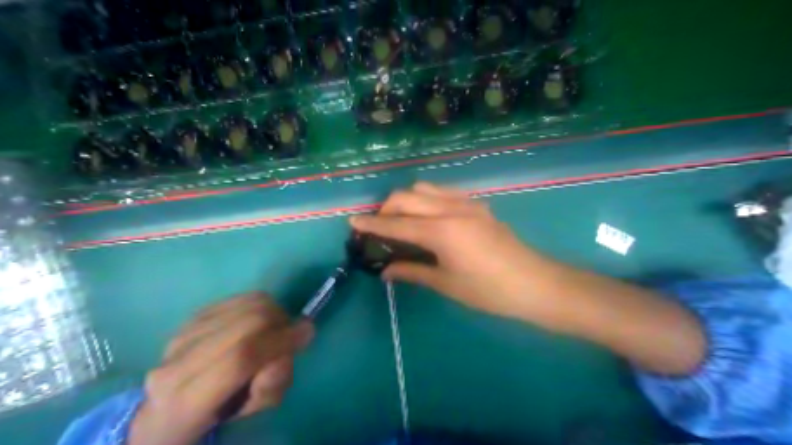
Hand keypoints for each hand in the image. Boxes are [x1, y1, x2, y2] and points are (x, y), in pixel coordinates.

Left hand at [128, 294, 313, 443]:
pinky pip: (245, 297)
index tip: (306, 333)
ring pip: (251, 305)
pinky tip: (261, 318)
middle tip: (291, 332)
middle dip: (282, 323)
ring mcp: (186, 332)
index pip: (241, 359)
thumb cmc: (221, 408)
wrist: (177, 398)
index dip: (280, 341)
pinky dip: (264, 304)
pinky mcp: (198, 314)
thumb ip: (275, 381)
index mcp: (185, 403)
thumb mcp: (252, 408)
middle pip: (250, 323)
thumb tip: (296, 338)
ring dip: (276, 312)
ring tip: (275, 327)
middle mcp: (178, 362)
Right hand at [353, 183, 703, 373]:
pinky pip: (441, 192)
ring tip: (401, 220)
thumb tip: (386, 270)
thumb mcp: (446, 284)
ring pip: (424, 188)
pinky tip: (426, 217)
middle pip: (406, 197)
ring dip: (406, 200)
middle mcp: (451, 209)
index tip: (353, 222)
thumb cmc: (490, 291)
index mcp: (442, 232)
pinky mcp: (476, 204)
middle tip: (379, 225)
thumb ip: (412, 271)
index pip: (396, 224)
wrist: (537, 284)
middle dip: (386, 208)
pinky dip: (425, 200)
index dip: (372, 224)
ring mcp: (466, 203)